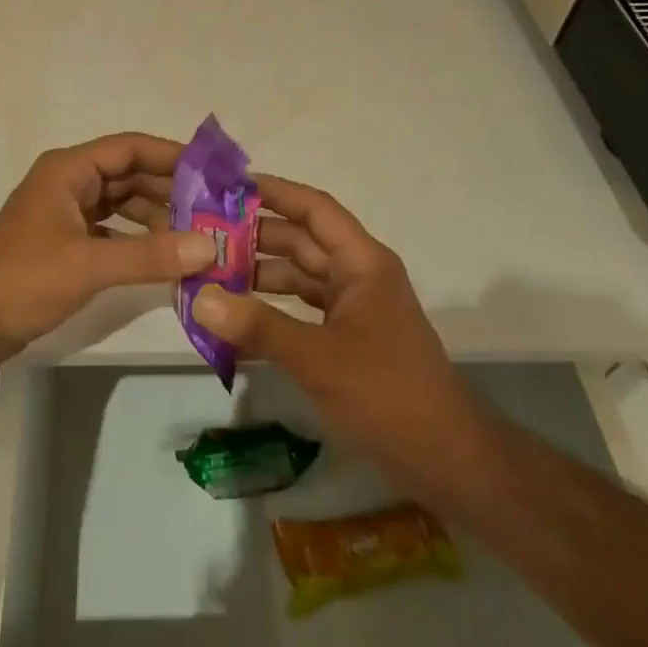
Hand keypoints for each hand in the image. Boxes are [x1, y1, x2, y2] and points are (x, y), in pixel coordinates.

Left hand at [0, 133, 218, 369]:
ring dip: (154, 215)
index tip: (211, 170)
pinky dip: (136, 239)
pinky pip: (110, 229)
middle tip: (213, 208)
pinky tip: (163, 256)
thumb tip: (209, 247)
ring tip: (195, 233)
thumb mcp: (89, 265)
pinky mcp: (63, 242)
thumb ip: (150, 255)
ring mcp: (64, 213)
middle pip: (127, 174)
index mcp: (67, 170)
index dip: (170, 155)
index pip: (128, 148)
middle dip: (168, 189)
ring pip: (120, 203)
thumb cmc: (23, 280)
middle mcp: (67, 182)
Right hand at [191, 174, 493, 518]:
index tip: (229, 185)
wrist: (448, 461)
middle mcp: (358, 275)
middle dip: (254, 236)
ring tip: (209, 273)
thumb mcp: (318, 358)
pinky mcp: (348, 340)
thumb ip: (258, 326)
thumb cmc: (387, 394)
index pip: (314, 209)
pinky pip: (303, 311)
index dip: (275, 192)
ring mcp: (354, 308)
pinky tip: (236, 319)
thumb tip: (199, 297)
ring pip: (300, 277)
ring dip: (259, 275)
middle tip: (202, 233)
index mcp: (362, 262)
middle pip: (302, 241)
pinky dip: (272, 311)